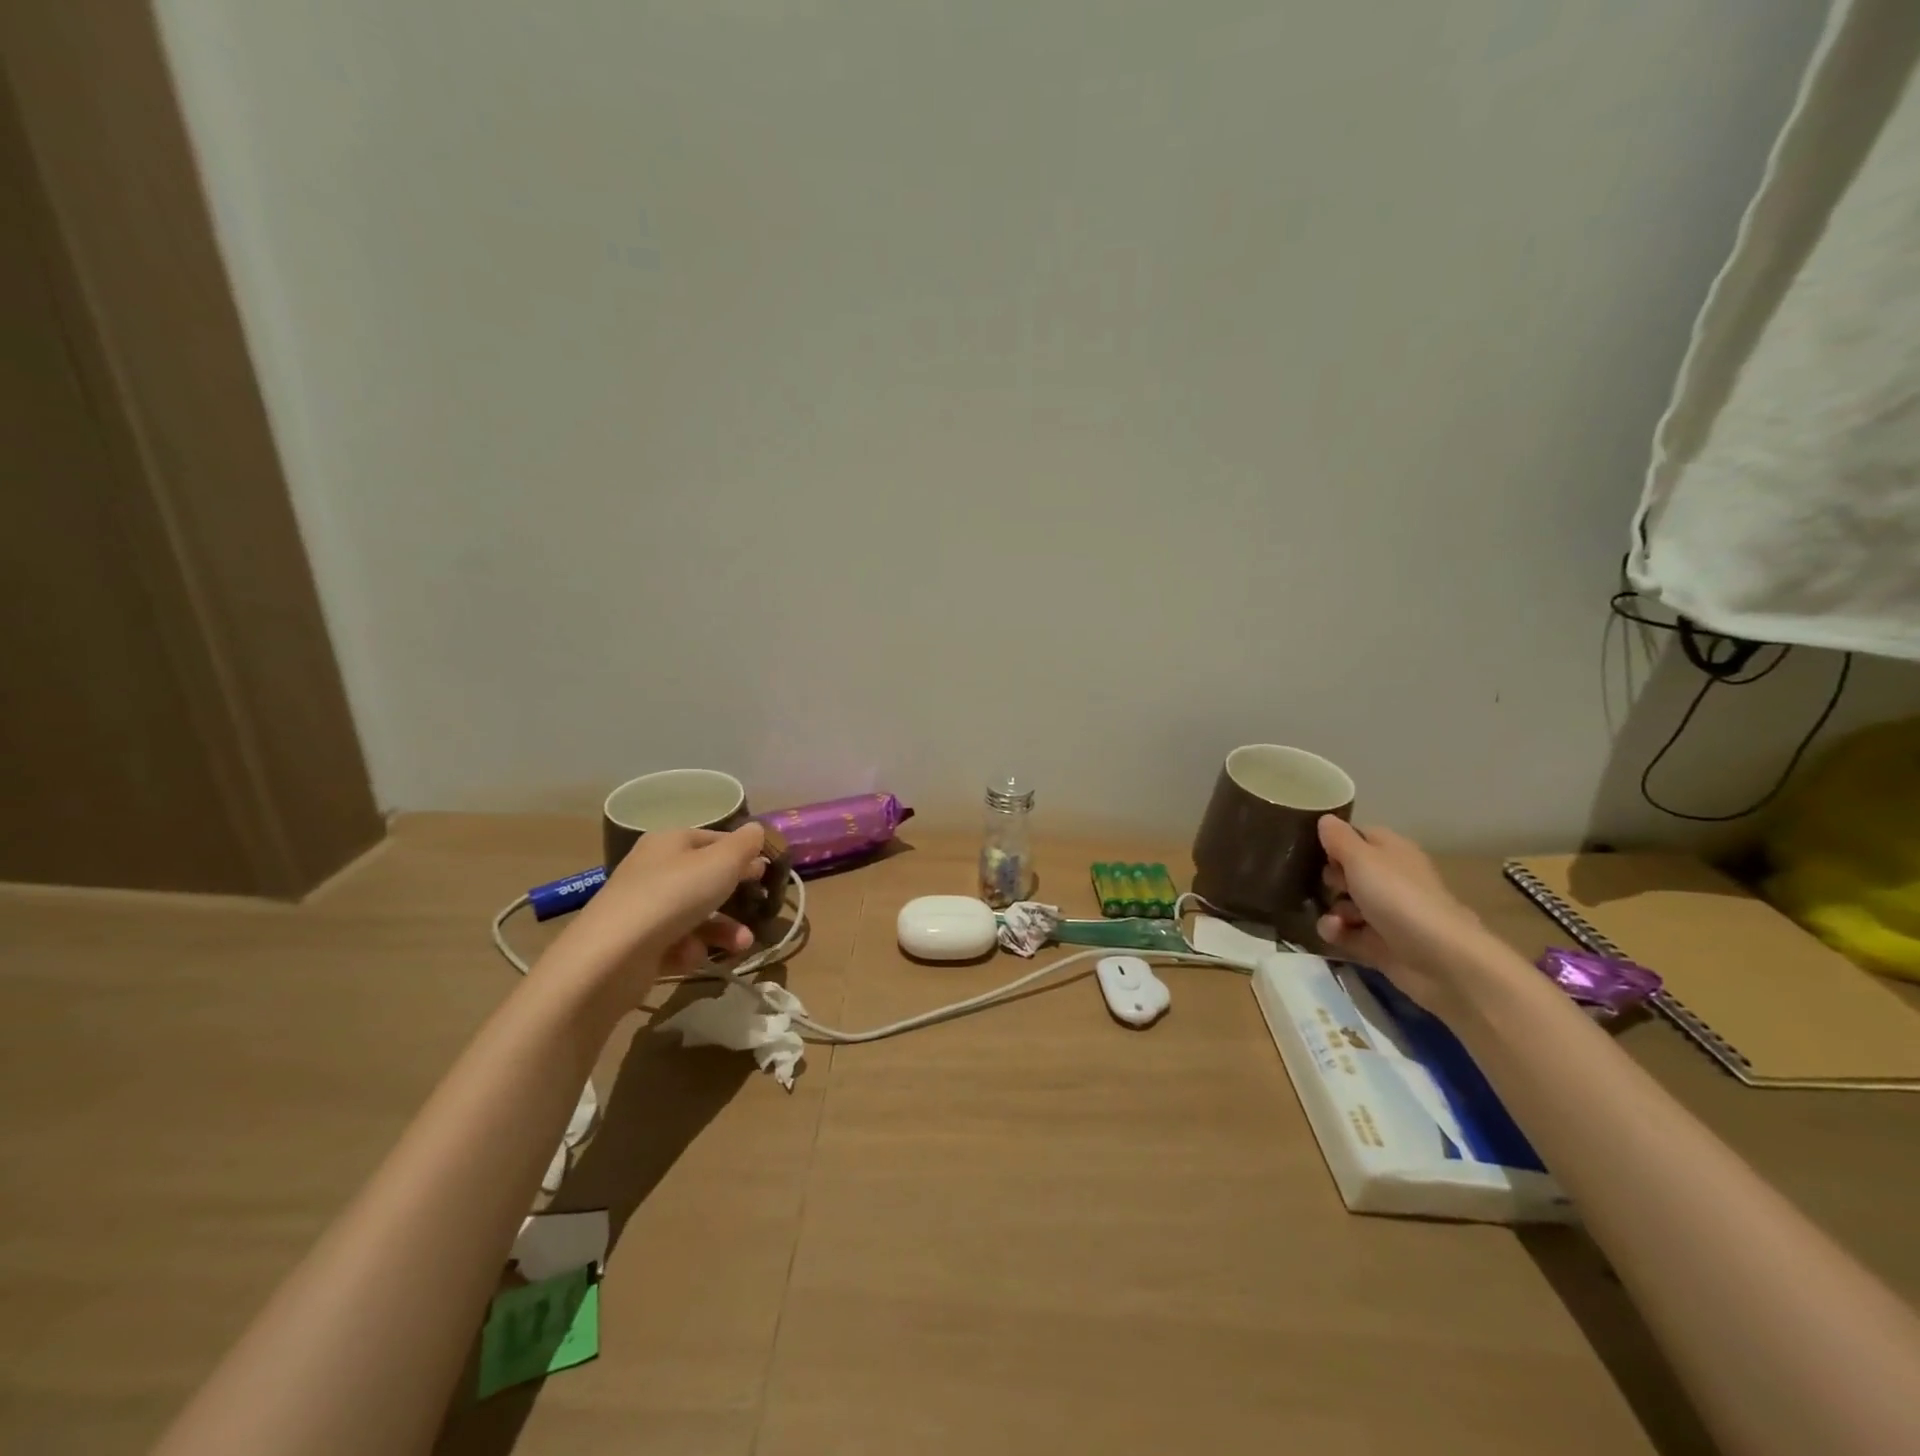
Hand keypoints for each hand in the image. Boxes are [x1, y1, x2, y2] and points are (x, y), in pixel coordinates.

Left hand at [554, 823, 770, 999]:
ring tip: (743, 944)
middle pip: (705, 879)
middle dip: (735, 896)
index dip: (741, 853)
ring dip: (723, 929)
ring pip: (695, 915)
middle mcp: (653, 870)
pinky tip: (691, 957)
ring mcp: (643, 909)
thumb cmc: (674, 895)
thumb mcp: (722, 862)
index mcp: (669, 842)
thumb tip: (756, 830)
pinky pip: (675, 943)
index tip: (766, 869)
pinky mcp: (637, 945)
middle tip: (759, 905)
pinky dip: (689, 950)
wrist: (613, 956)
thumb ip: (745, 844)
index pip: (713, 839)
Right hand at [1315, 816, 1488, 1015]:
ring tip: (1335, 918)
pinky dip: (1337, 932)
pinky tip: (1336, 933)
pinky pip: (1347, 933)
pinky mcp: (1379, 944)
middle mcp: (1390, 879)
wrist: (1440, 960)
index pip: (1357, 836)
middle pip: (1347, 872)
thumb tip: (1325, 818)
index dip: (1334, 841)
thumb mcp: (1361, 859)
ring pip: (1343, 904)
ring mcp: (1385, 913)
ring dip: (1332, 909)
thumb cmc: (1399, 897)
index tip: (1313, 848)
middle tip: (1328, 884)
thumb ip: (1338, 838)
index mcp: (1391, 851)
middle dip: (1329, 878)